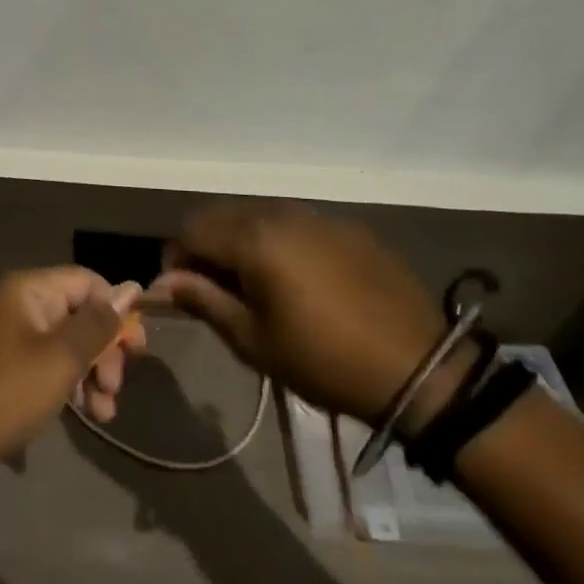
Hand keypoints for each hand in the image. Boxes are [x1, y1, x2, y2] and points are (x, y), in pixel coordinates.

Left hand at [0, 268, 146, 480]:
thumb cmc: (5, 392)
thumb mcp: (60, 358)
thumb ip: (98, 324)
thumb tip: (131, 288)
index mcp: (31, 290)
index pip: (89, 282)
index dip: (117, 312)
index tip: (137, 351)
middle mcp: (22, 304)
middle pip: (81, 313)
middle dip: (106, 350)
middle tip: (115, 388)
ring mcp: (13, 335)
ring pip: (69, 343)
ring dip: (93, 373)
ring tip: (104, 412)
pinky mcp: (8, 366)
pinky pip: (50, 364)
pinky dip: (71, 384)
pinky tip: (87, 414)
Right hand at [151, 203, 446, 422]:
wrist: (420, 369)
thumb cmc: (324, 360)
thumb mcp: (254, 340)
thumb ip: (204, 301)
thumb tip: (163, 283)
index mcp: (253, 238)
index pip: (190, 229)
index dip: (176, 258)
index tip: (182, 292)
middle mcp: (281, 214)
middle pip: (222, 215)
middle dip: (206, 246)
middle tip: (215, 289)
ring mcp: (319, 217)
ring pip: (258, 215)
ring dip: (242, 241)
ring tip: (255, 284)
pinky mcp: (349, 228)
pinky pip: (296, 223)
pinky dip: (279, 242)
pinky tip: (298, 279)